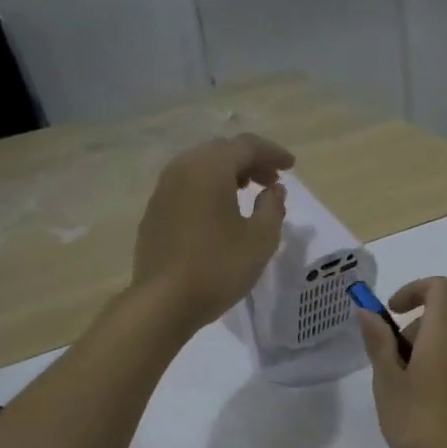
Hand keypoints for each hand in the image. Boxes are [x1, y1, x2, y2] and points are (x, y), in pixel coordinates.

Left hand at [131, 134, 293, 332]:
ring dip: (228, 175)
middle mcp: (182, 169)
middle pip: (221, 151)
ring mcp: (163, 190)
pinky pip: (187, 187)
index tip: (292, 167)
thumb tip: (274, 189)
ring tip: (248, 194)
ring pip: (201, 168)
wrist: (164, 301)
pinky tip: (220, 213)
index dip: (272, 153)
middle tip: (272, 181)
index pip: (246, 145)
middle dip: (250, 161)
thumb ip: (273, 207)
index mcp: (210, 168)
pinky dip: (208, 189)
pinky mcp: (154, 212)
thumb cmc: (219, 267)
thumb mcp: (261, 239)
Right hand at [356, 277, 446, 447]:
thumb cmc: (414, 420)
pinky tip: (435, 423)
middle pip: (441, 329)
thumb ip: (378, 342)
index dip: (414, 291)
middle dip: (414, 341)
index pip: (439, 289)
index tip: (393, 314)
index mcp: (443, 338)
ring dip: (431, 368)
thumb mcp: (386, 382)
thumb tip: (368, 310)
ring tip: (410, 404)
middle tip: (391, 374)